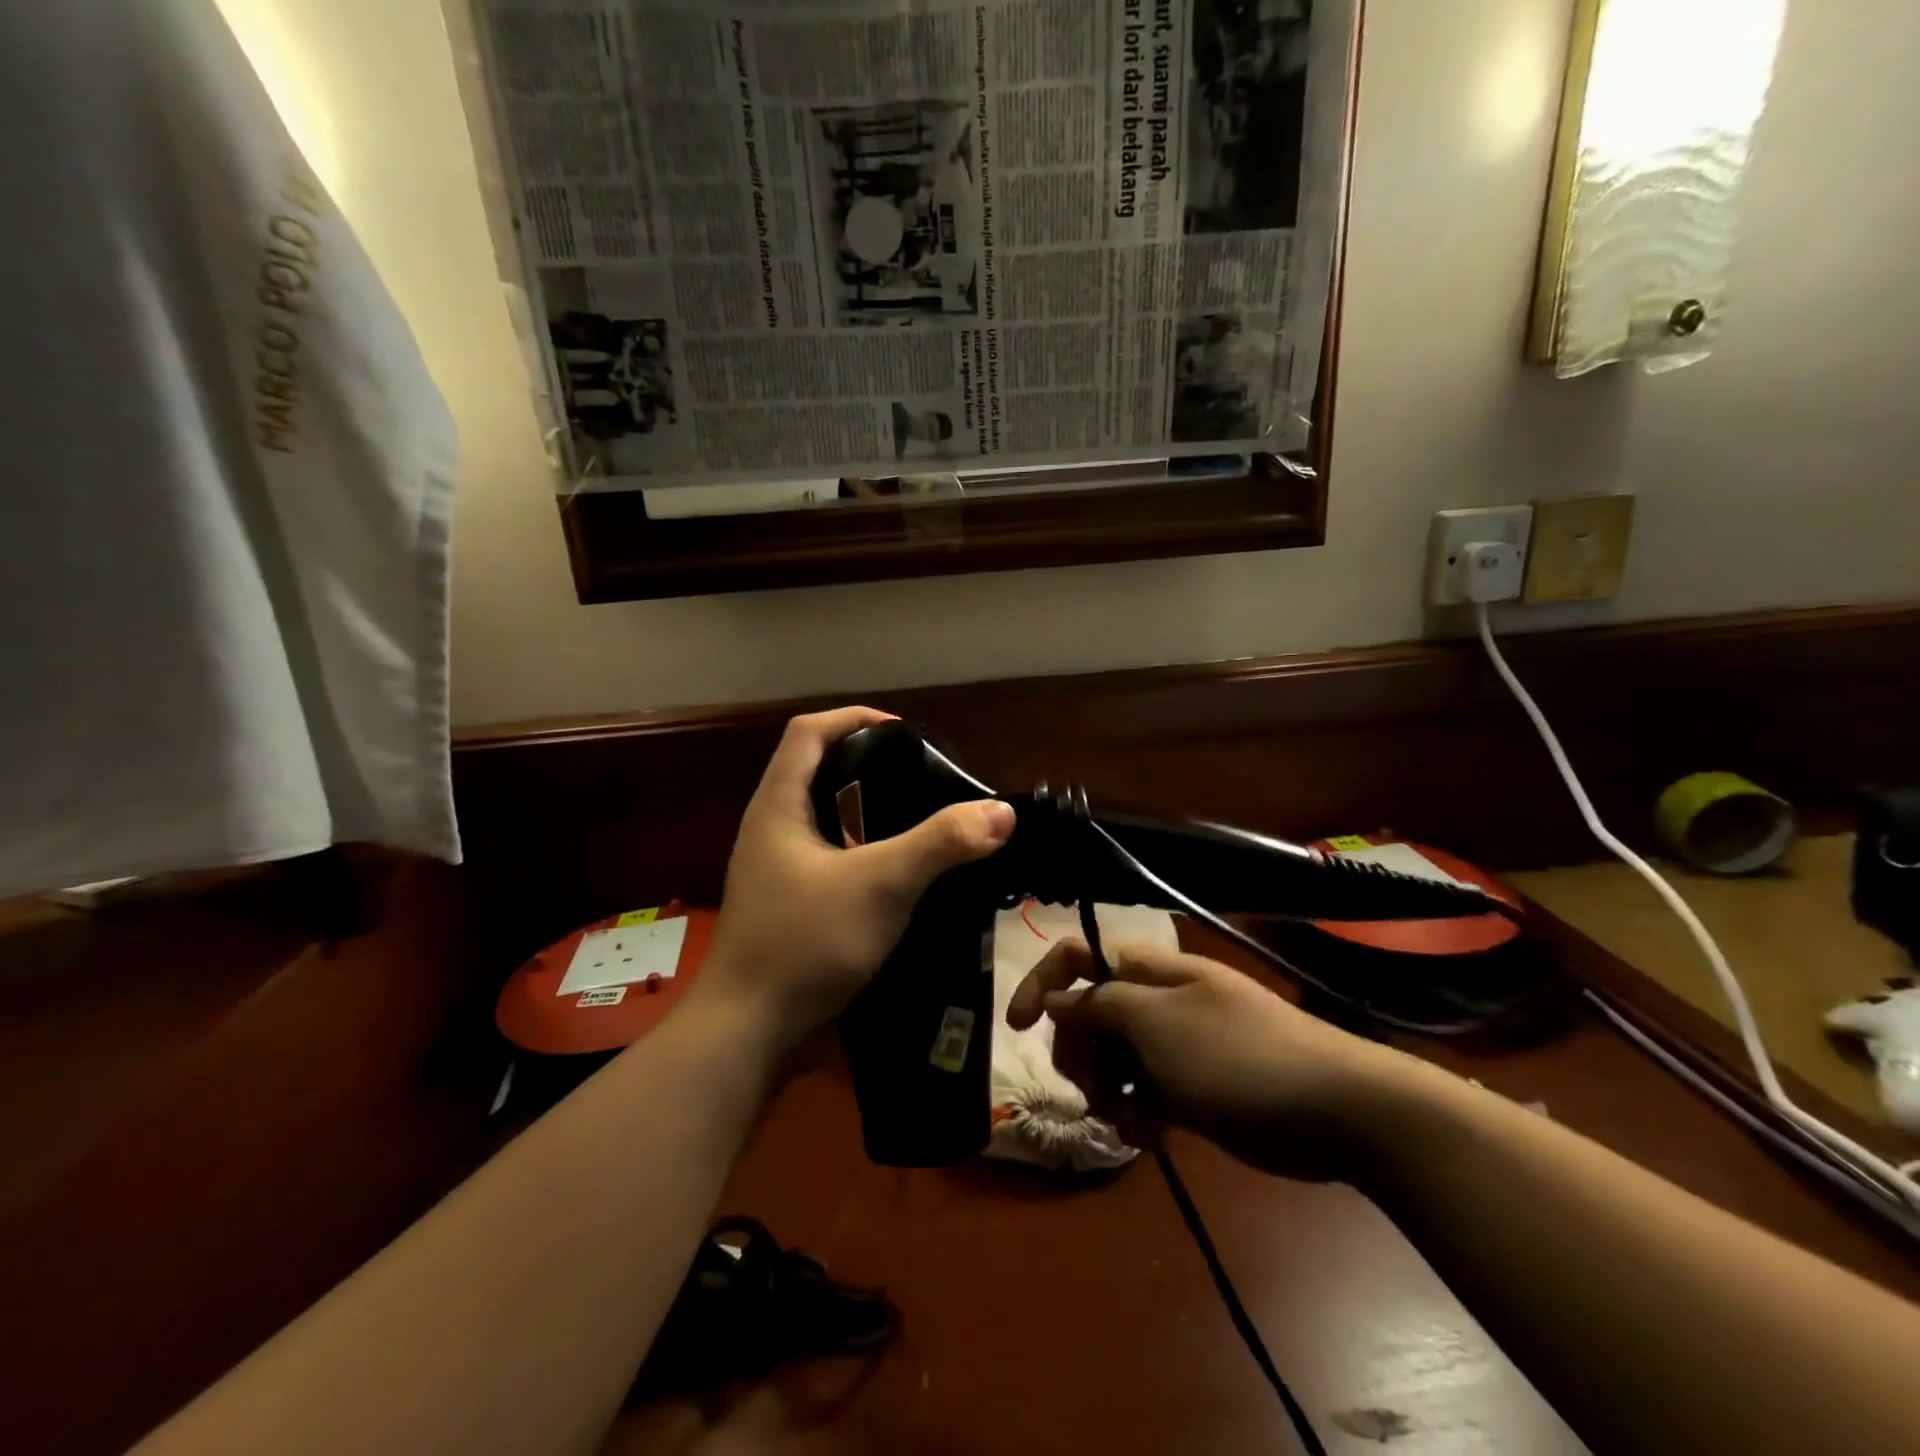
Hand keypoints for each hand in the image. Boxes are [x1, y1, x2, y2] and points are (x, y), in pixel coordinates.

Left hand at [701, 707, 1015, 1047]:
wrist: (747, 1031)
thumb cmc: (805, 942)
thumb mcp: (880, 885)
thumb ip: (940, 844)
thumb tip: (1001, 812)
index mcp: (778, 805)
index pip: (809, 731)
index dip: (855, 718)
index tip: (905, 732)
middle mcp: (770, 827)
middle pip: (817, 770)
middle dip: (868, 764)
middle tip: (921, 777)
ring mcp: (775, 868)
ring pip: (824, 816)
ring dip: (867, 810)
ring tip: (917, 820)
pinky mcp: (787, 901)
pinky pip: (828, 855)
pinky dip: (861, 849)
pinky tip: (896, 872)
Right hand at [1008, 939, 1412, 1180]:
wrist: (1337, 1110)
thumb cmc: (1238, 1057)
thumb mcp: (1157, 1025)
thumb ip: (1099, 1006)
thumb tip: (1057, 997)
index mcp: (1151, 971)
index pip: (1081, 956)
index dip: (1044, 982)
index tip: (1018, 1027)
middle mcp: (1160, 999)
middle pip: (1092, 1012)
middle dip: (1080, 1050)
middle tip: (1091, 1087)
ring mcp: (1180, 1042)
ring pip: (1116, 1056)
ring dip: (1107, 1087)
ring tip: (1124, 1118)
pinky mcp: (1197, 1084)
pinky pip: (1147, 1089)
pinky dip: (1139, 1110)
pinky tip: (1149, 1134)